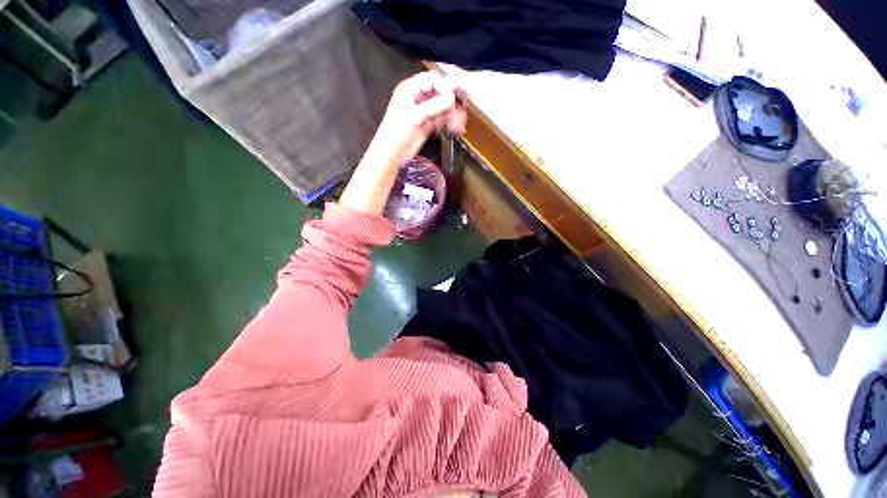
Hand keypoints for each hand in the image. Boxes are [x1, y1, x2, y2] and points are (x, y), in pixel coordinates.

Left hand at [341, 72, 467, 215]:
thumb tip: (452, 97)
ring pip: (443, 106)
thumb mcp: (415, 117)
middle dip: (454, 98)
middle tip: (469, 101)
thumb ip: (434, 106)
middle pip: (440, 91)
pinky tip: (455, 128)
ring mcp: (424, 112)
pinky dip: (449, 122)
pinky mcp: (427, 124)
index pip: (433, 80)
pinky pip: (442, 119)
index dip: (448, 84)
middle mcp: (418, 98)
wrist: (392, 154)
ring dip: (453, 113)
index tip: (462, 90)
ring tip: (460, 124)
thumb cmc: (397, 133)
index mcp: (410, 89)